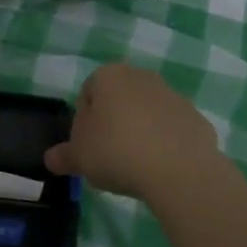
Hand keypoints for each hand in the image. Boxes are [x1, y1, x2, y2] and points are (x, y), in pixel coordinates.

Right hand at [44, 63, 220, 201]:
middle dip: (113, 124)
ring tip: (137, 167)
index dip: (83, 122)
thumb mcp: (80, 157)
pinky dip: (166, 144)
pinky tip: (162, 169)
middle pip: (119, 100)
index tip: (87, 148)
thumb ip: (64, 156)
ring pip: (147, 113)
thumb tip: (50, 159)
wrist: (180, 170)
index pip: (87, 94)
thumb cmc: (118, 152)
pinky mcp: (196, 117)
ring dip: (140, 132)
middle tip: (109, 157)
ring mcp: (172, 95)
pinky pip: (172, 130)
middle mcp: (141, 76)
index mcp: (109, 76)